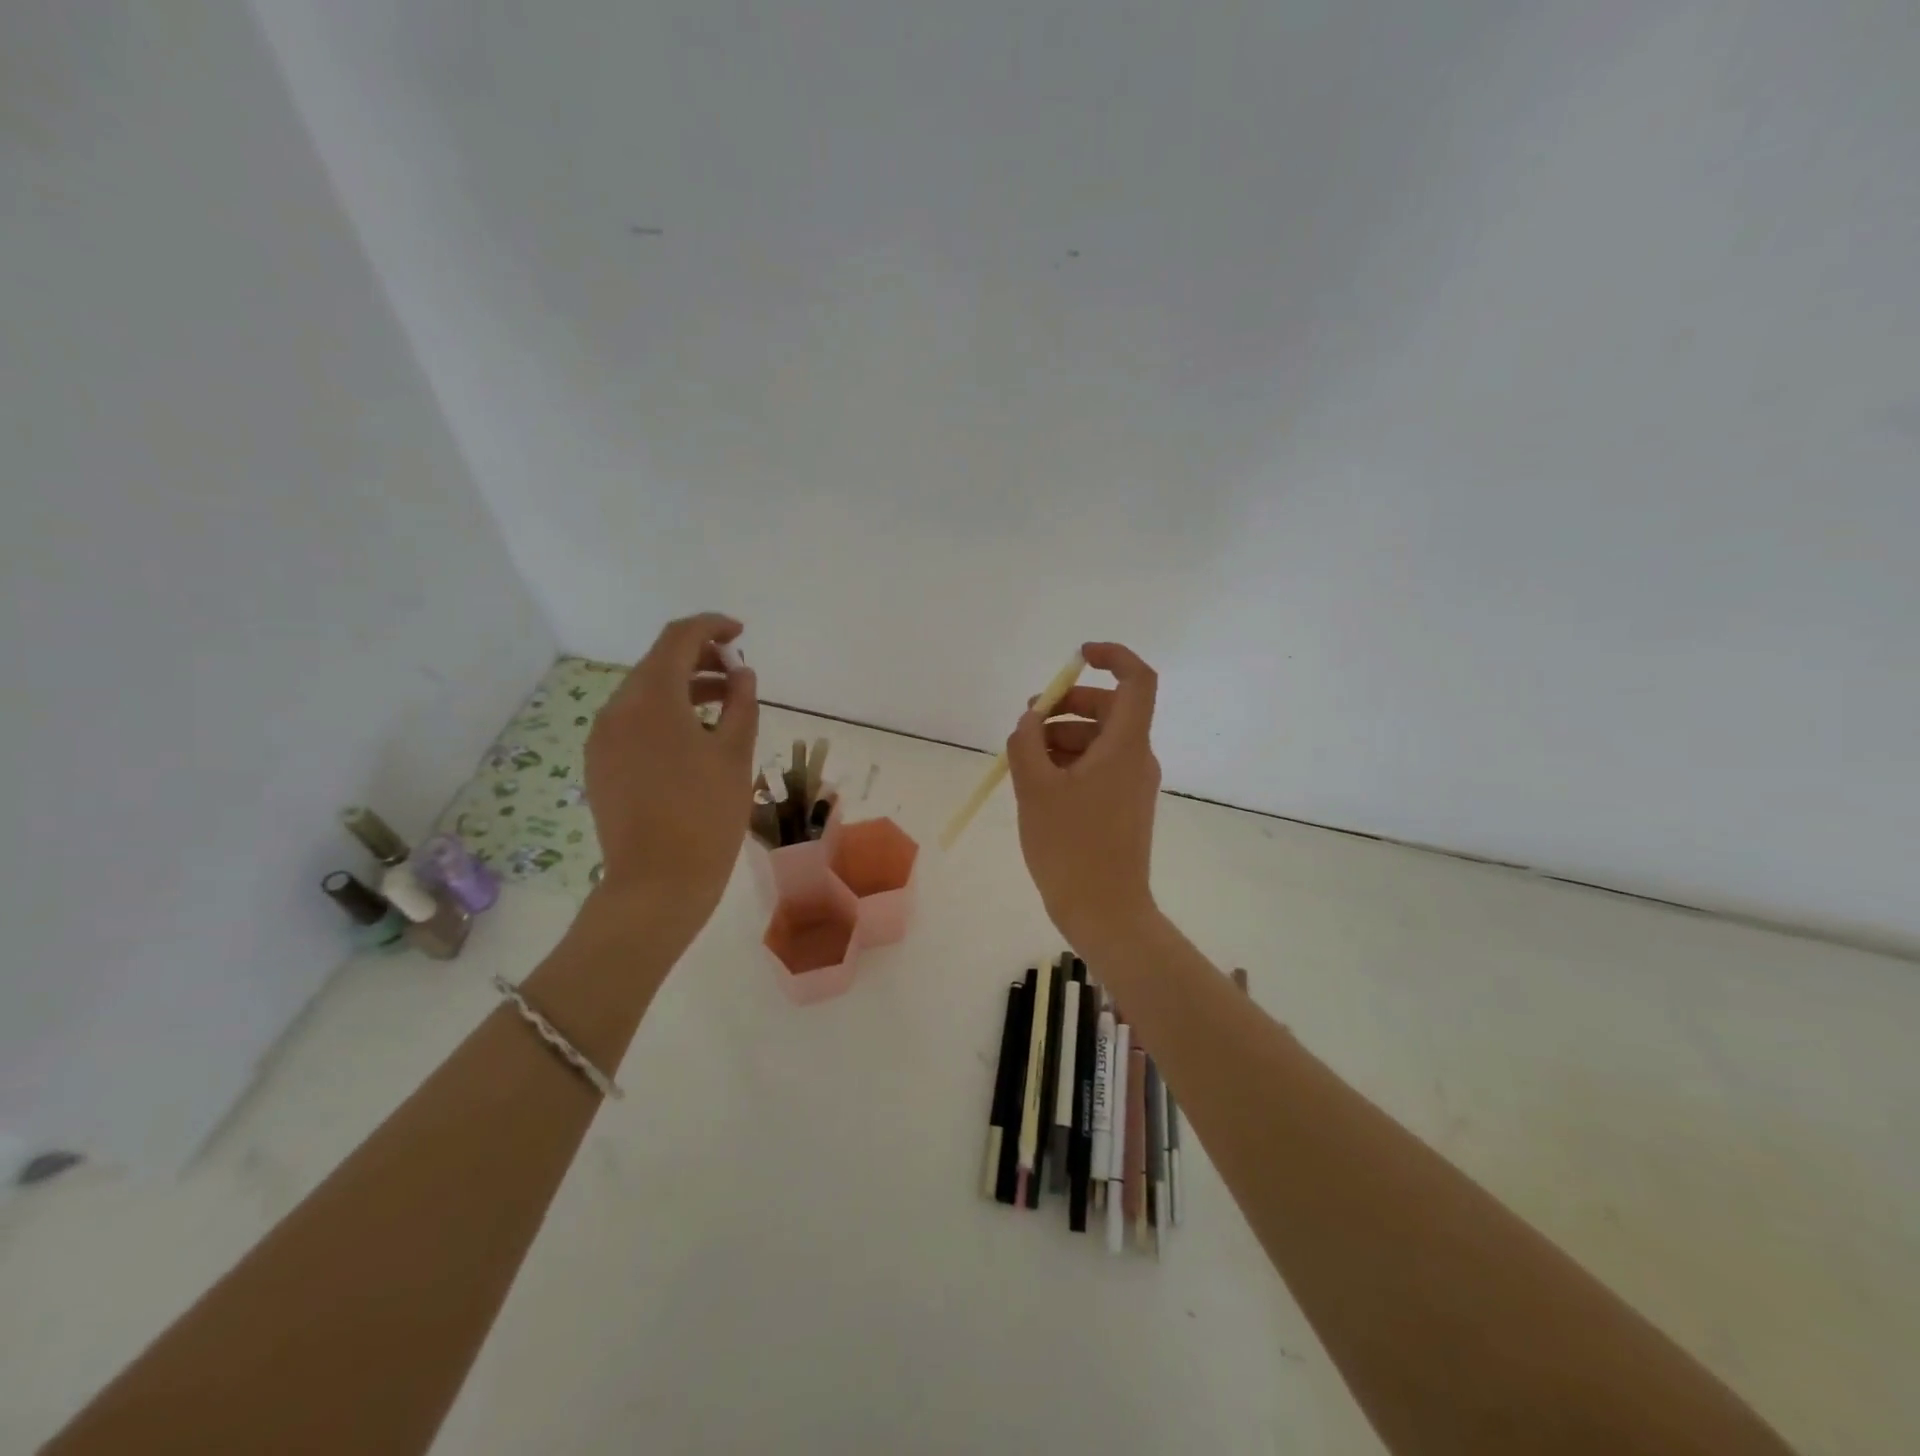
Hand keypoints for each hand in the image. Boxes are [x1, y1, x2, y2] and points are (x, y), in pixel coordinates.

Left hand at [585, 613, 758, 925]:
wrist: (657, 884)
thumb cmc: (706, 816)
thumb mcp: (735, 754)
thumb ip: (742, 703)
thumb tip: (741, 673)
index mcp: (651, 699)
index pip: (678, 639)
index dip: (711, 627)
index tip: (741, 633)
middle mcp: (617, 709)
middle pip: (658, 663)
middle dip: (699, 658)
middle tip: (738, 673)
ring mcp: (603, 738)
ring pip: (644, 693)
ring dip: (684, 688)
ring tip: (724, 705)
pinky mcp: (600, 764)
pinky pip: (633, 721)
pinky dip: (665, 714)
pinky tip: (693, 738)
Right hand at [1005, 642, 1161, 949]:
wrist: (1106, 912)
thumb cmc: (1071, 847)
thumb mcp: (1036, 789)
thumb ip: (1027, 743)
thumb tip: (1030, 721)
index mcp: (1125, 746)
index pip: (1137, 680)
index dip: (1113, 656)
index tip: (1078, 657)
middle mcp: (1136, 759)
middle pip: (1110, 709)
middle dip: (1068, 706)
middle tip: (1028, 721)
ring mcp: (1132, 785)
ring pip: (1100, 740)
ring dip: (1063, 737)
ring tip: (1024, 759)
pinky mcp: (1123, 807)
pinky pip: (1098, 768)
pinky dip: (1070, 763)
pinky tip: (1038, 783)